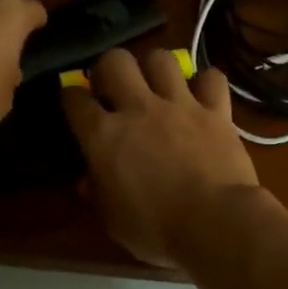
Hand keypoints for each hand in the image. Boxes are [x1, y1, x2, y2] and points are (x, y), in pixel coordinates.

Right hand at [61, 48, 262, 267]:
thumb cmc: (157, 230)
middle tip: (114, 88)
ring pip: (161, 58)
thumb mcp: (114, 222)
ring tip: (157, 86)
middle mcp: (138, 108)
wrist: (215, 223)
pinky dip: (206, 83)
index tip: (75, 104)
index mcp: (104, 136)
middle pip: (115, 60)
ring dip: (155, 68)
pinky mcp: (216, 111)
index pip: (74, 98)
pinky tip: (202, 96)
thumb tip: (88, 181)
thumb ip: (98, 194)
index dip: (71, 97)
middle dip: (109, 68)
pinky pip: (211, 78)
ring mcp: (180, 105)